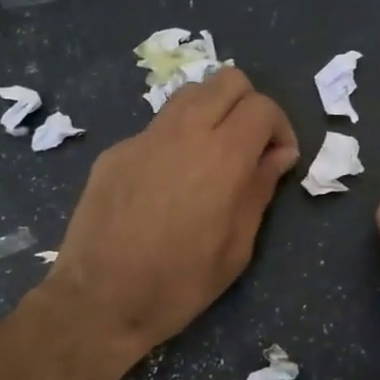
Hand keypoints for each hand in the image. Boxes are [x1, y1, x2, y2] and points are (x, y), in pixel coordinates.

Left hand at [48, 68, 298, 357]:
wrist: (99, 300)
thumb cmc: (179, 284)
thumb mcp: (237, 248)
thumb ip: (259, 190)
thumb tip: (278, 155)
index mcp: (222, 157)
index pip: (262, 107)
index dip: (280, 127)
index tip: (278, 159)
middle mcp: (184, 132)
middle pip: (227, 80)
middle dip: (248, 106)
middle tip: (249, 147)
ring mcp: (144, 138)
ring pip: (189, 94)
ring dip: (211, 112)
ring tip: (211, 155)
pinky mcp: (116, 151)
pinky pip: (156, 128)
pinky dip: (175, 140)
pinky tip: (167, 183)